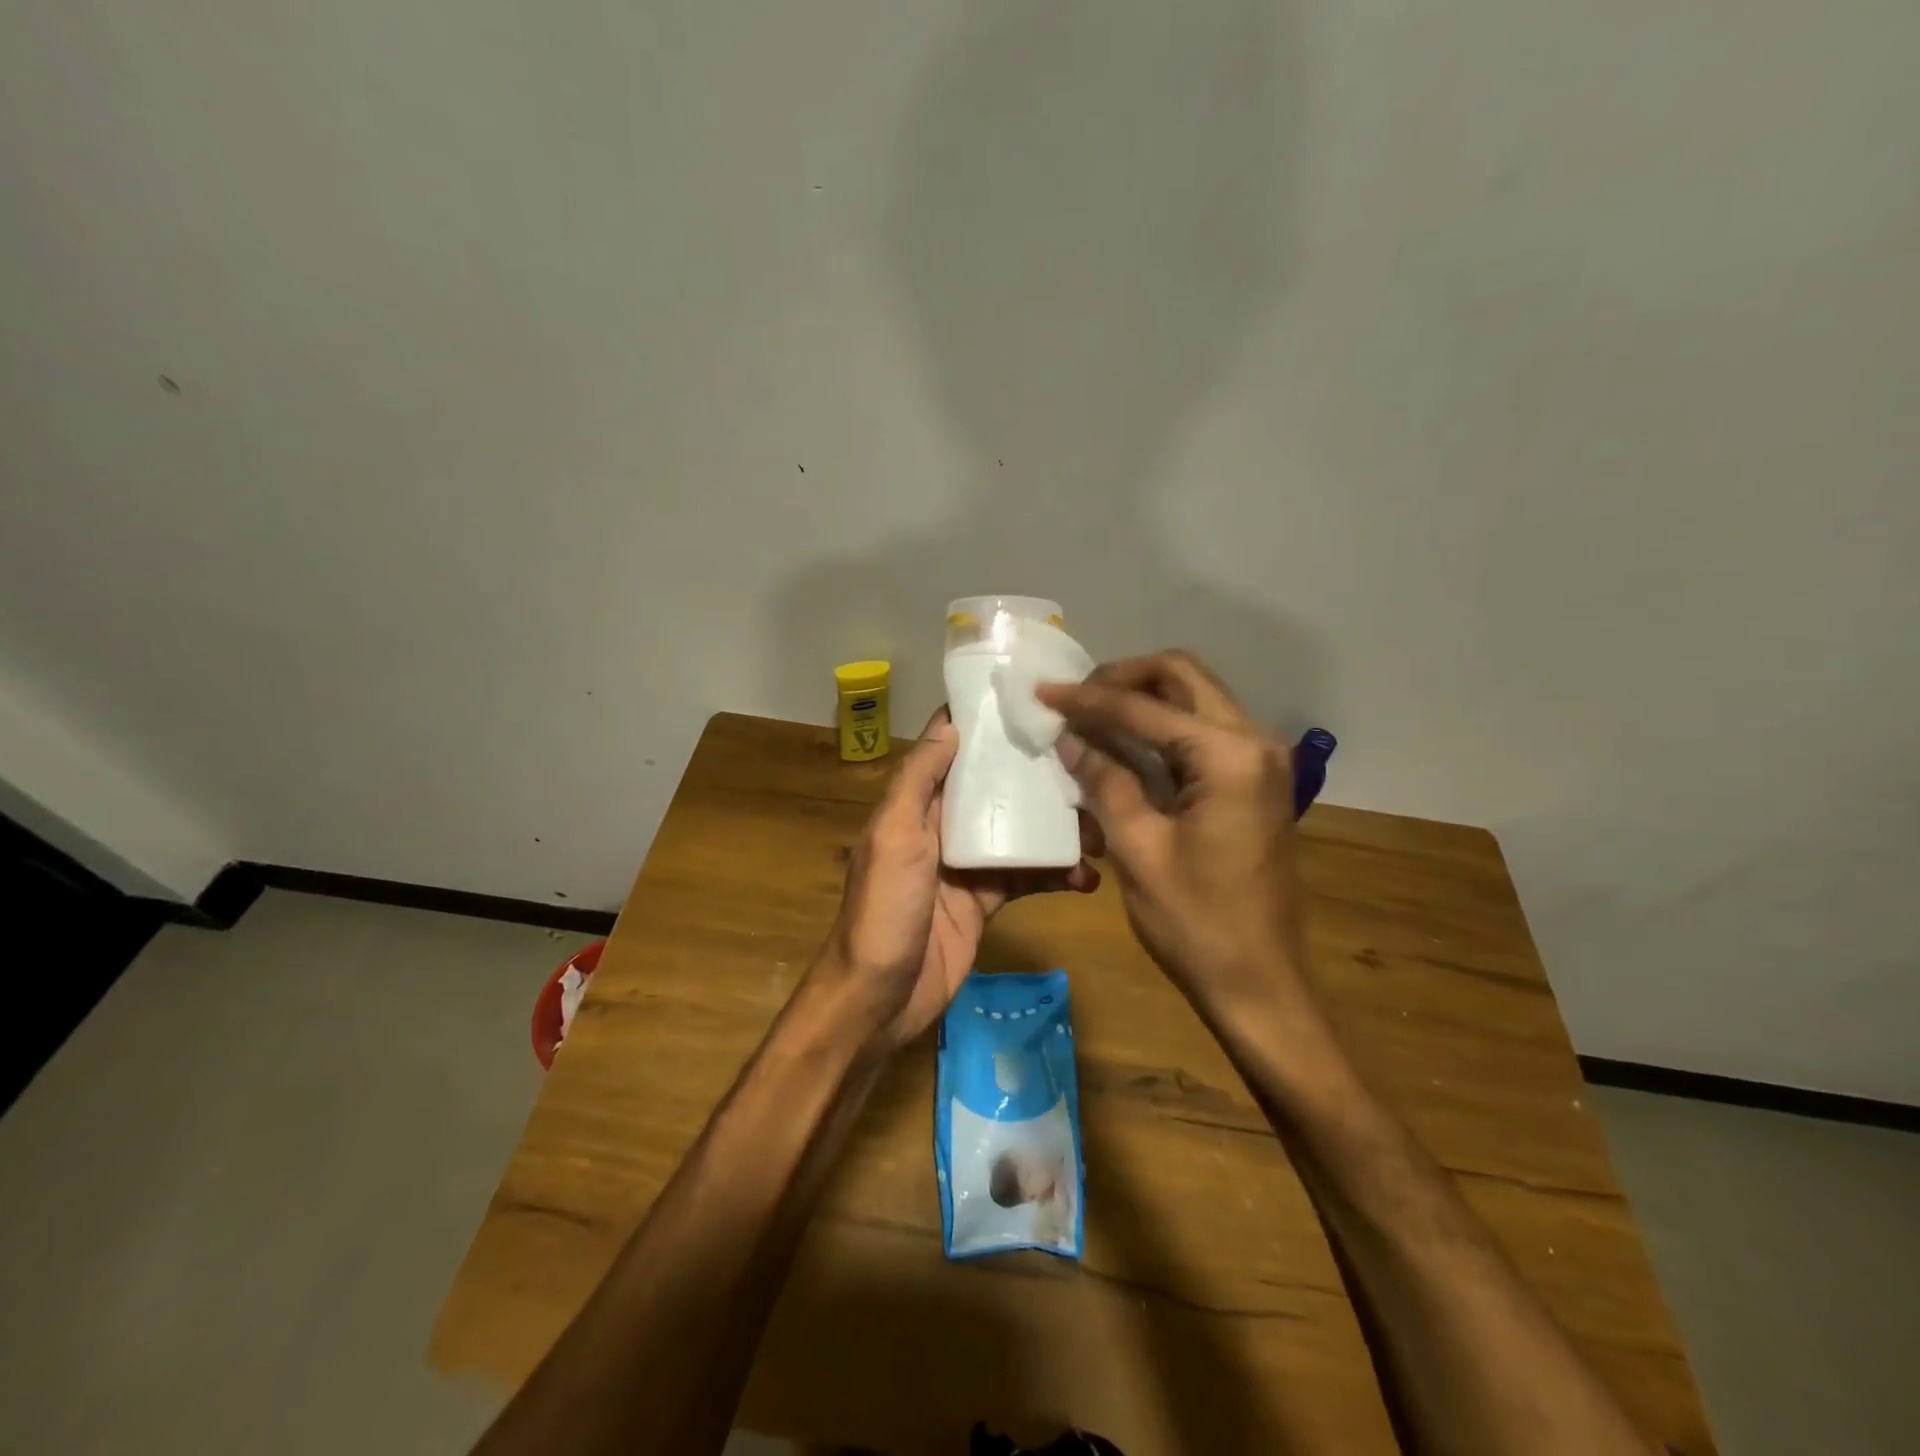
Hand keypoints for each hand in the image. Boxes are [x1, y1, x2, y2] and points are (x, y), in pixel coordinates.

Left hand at [808, 708, 1099, 1051]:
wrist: (881, 998)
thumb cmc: (885, 909)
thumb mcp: (894, 836)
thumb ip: (918, 780)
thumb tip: (951, 722)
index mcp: (917, 804)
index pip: (953, 750)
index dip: (987, 726)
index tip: (1035, 703)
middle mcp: (942, 826)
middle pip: (995, 790)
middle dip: (1038, 779)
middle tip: (1091, 768)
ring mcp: (967, 865)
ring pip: (1018, 833)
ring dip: (1056, 830)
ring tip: (1101, 830)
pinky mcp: (986, 901)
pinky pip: (1026, 878)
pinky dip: (1055, 875)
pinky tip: (1087, 878)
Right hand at [1037, 651, 1303, 1011]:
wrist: (1260, 983)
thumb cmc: (1197, 923)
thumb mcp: (1138, 849)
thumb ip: (1103, 781)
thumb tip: (1070, 738)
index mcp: (1230, 756)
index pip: (1145, 707)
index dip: (1088, 698)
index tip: (1042, 692)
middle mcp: (1254, 742)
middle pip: (1182, 676)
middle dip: (1123, 678)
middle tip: (1075, 699)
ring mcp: (1259, 761)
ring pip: (1194, 699)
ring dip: (1141, 699)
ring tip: (1089, 715)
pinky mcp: (1252, 782)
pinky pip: (1200, 732)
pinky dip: (1159, 729)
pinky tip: (1120, 744)